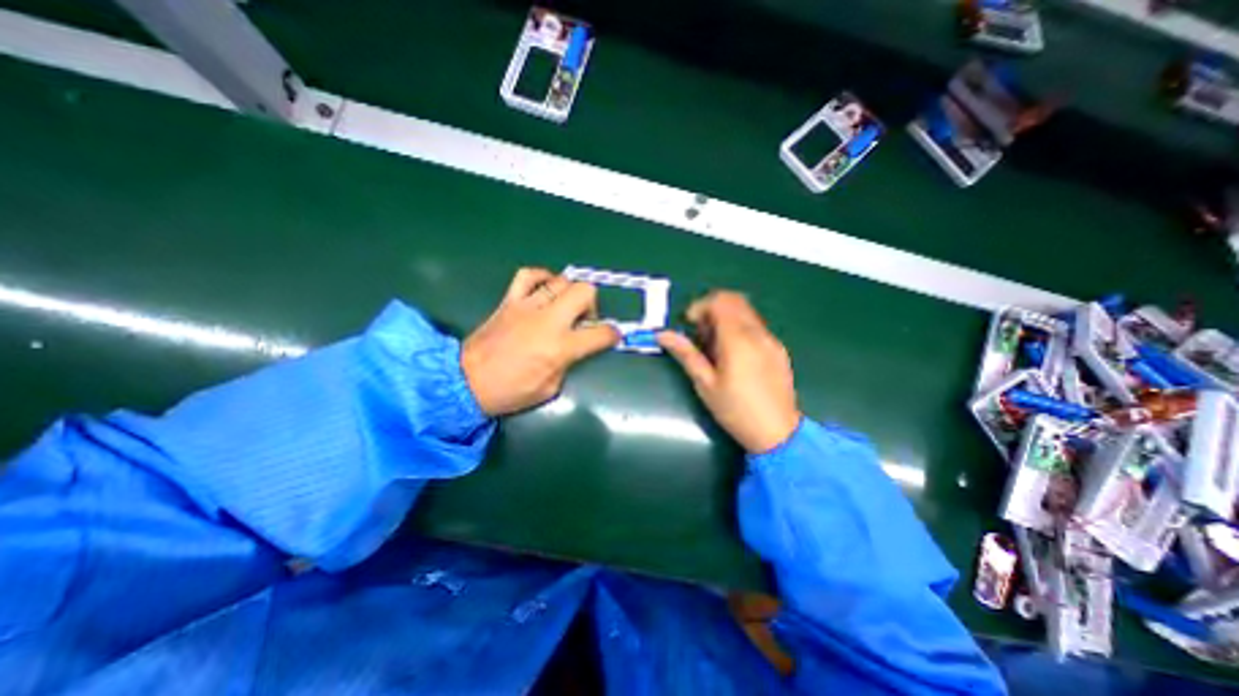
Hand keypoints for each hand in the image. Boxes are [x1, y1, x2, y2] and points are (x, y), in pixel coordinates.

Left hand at [459, 266, 617, 416]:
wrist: (467, 382)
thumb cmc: (511, 391)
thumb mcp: (550, 388)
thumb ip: (567, 363)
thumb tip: (574, 348)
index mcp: (560, 347)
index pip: (600, 334)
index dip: (612, 334)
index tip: (612, 336)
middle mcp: (548, 321)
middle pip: (584, 292)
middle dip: (593, 304)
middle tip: (584, 320)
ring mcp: (527, 306)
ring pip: (561, 281)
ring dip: (570, 293)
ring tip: (564, 307)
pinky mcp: (510, 301)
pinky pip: (528, 275)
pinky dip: (542, 277)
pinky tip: (545, 287)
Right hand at [658, 292, 803, 454]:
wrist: (778, 433)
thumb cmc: (735, 410)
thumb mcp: (705, 384)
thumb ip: (686, 354)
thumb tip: (662, 334)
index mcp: (738, 339)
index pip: (720, 301)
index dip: (701, 306)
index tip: (689, 324)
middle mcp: (757, 333)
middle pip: (735, 301)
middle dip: (713, 309)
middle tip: (700, 334)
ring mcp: (771, 340)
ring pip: (746, 313)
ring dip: (726, 319)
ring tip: (715, 346)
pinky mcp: (778, 349)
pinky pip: (756, 326)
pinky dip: (740, 328)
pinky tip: (734, 355)